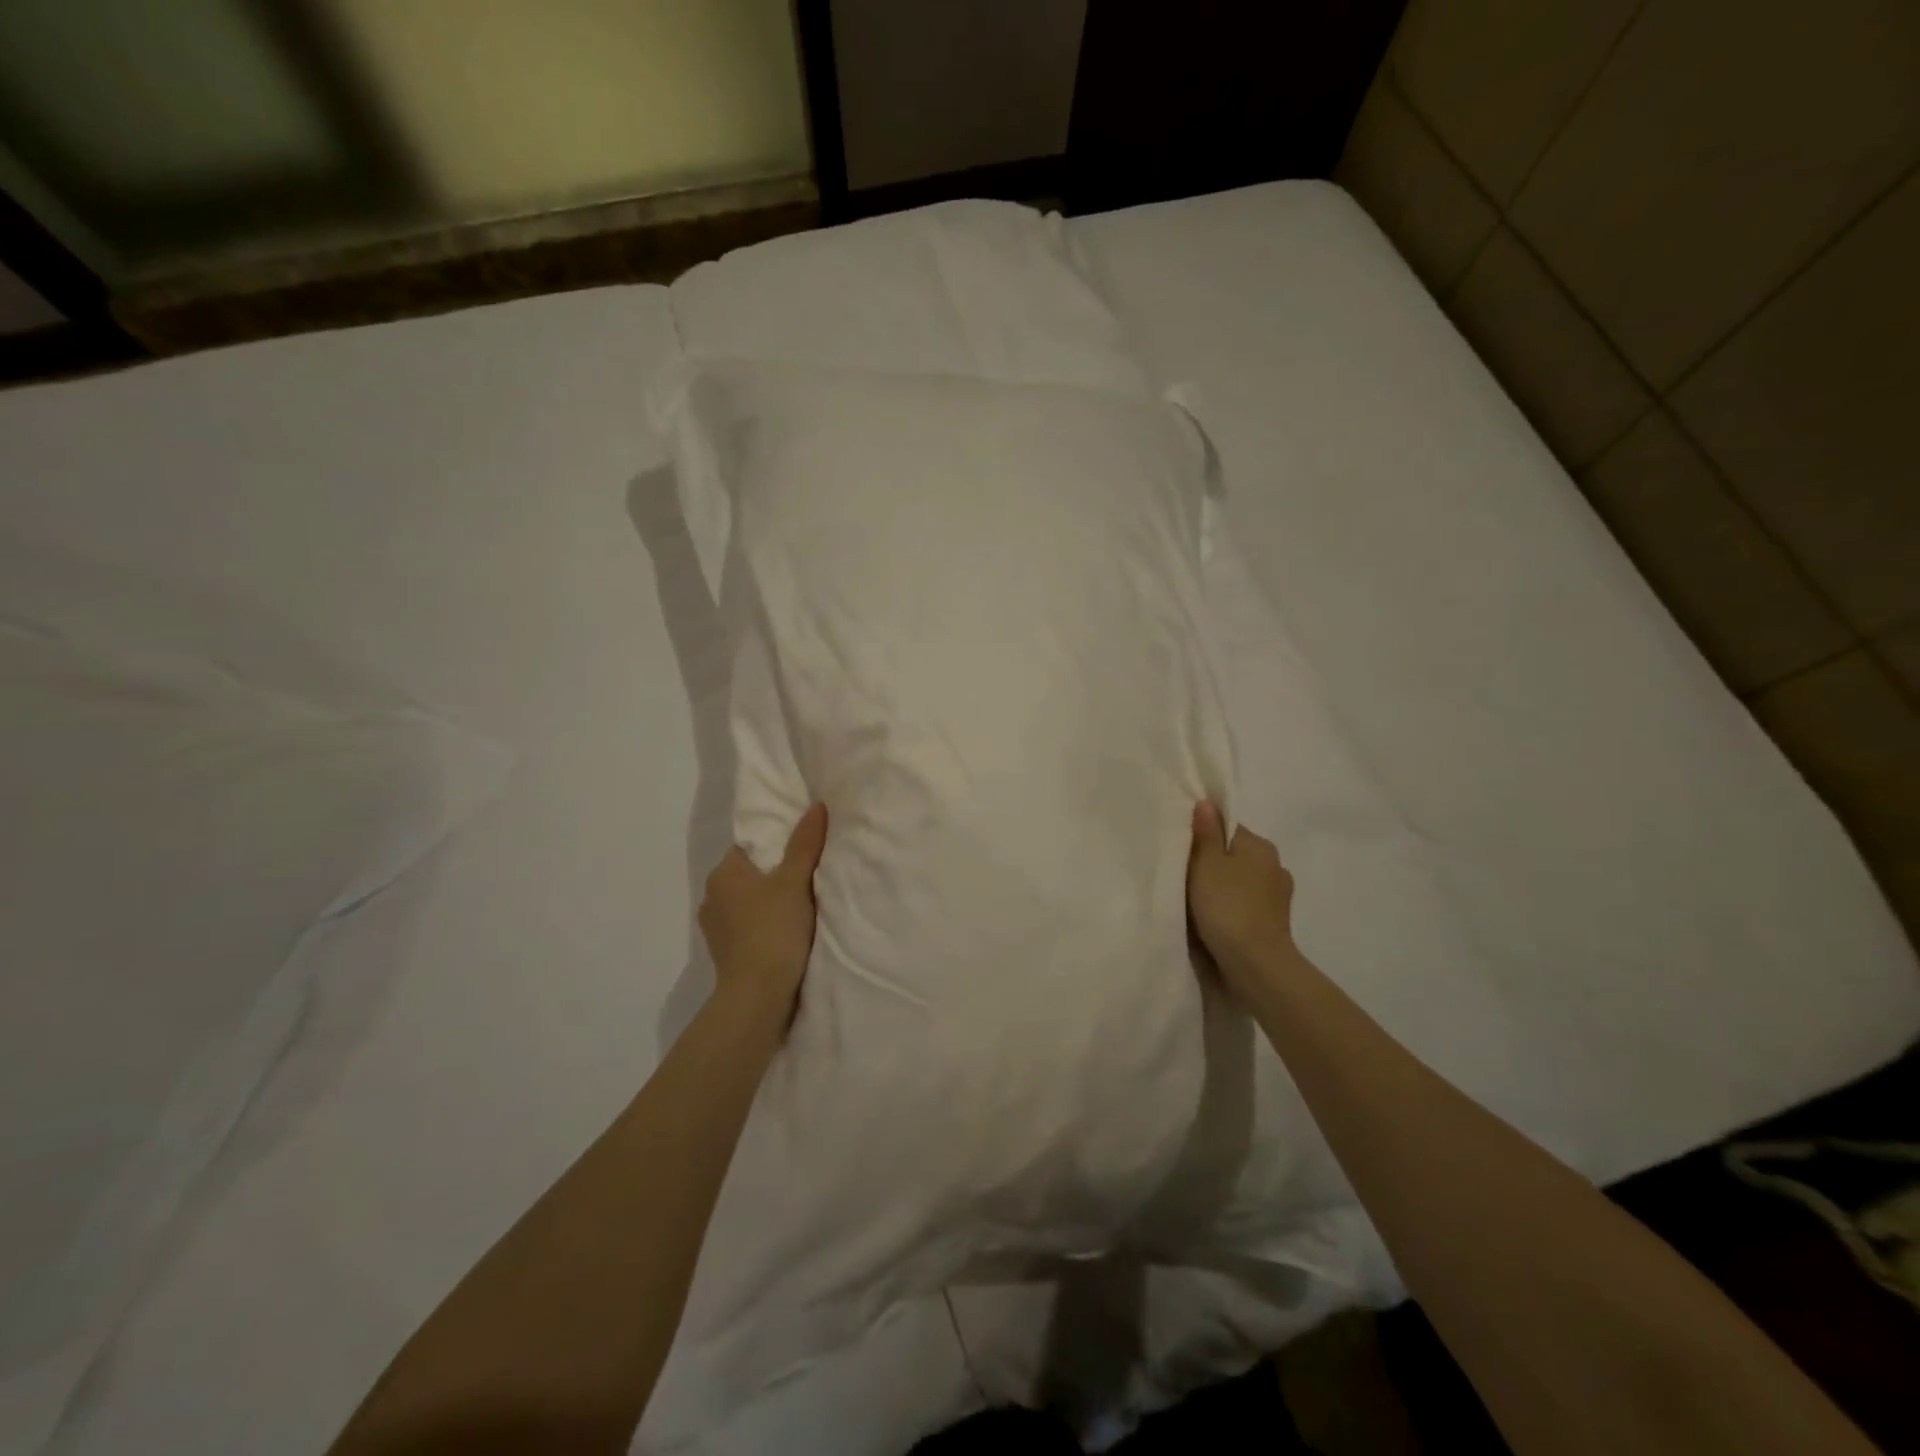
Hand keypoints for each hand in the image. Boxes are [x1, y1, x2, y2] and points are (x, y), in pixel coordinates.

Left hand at [699, 803, 827, 1024]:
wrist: (758, 997)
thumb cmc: (774, 930)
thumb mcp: (795, 881)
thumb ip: (805, 844)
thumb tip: (816, 806)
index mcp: (723, 874)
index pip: (750, 847)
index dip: (777, 847)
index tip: (802, 853)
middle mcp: (712, 897)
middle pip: (750, 875)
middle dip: (774, 876)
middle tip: (808, 878)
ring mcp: (716, 929)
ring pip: (748, 903)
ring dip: (768, 904)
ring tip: (800, 908)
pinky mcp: (725, 954)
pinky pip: (748, 928)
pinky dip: (764, 926)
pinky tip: (786, 934)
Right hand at [1187, 801, 1298, 1002]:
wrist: (1256, 964)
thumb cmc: (1227, 906)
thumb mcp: (1206, 864)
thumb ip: (1205, 833)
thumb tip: (1206, 803)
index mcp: (1260, 845)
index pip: (1227, 828)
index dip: (1203, 836)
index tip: (1182, 851)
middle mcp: (1275, 865)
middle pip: (1235, 855)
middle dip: (1213, 863)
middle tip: (1184, 876)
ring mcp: (1278, 897)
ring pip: (1241, 881)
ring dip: (1224, 888)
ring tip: (1197, 902)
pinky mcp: (1275, 923)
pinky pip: (1247, 905)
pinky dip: (1232, 908)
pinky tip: (1215, 920)